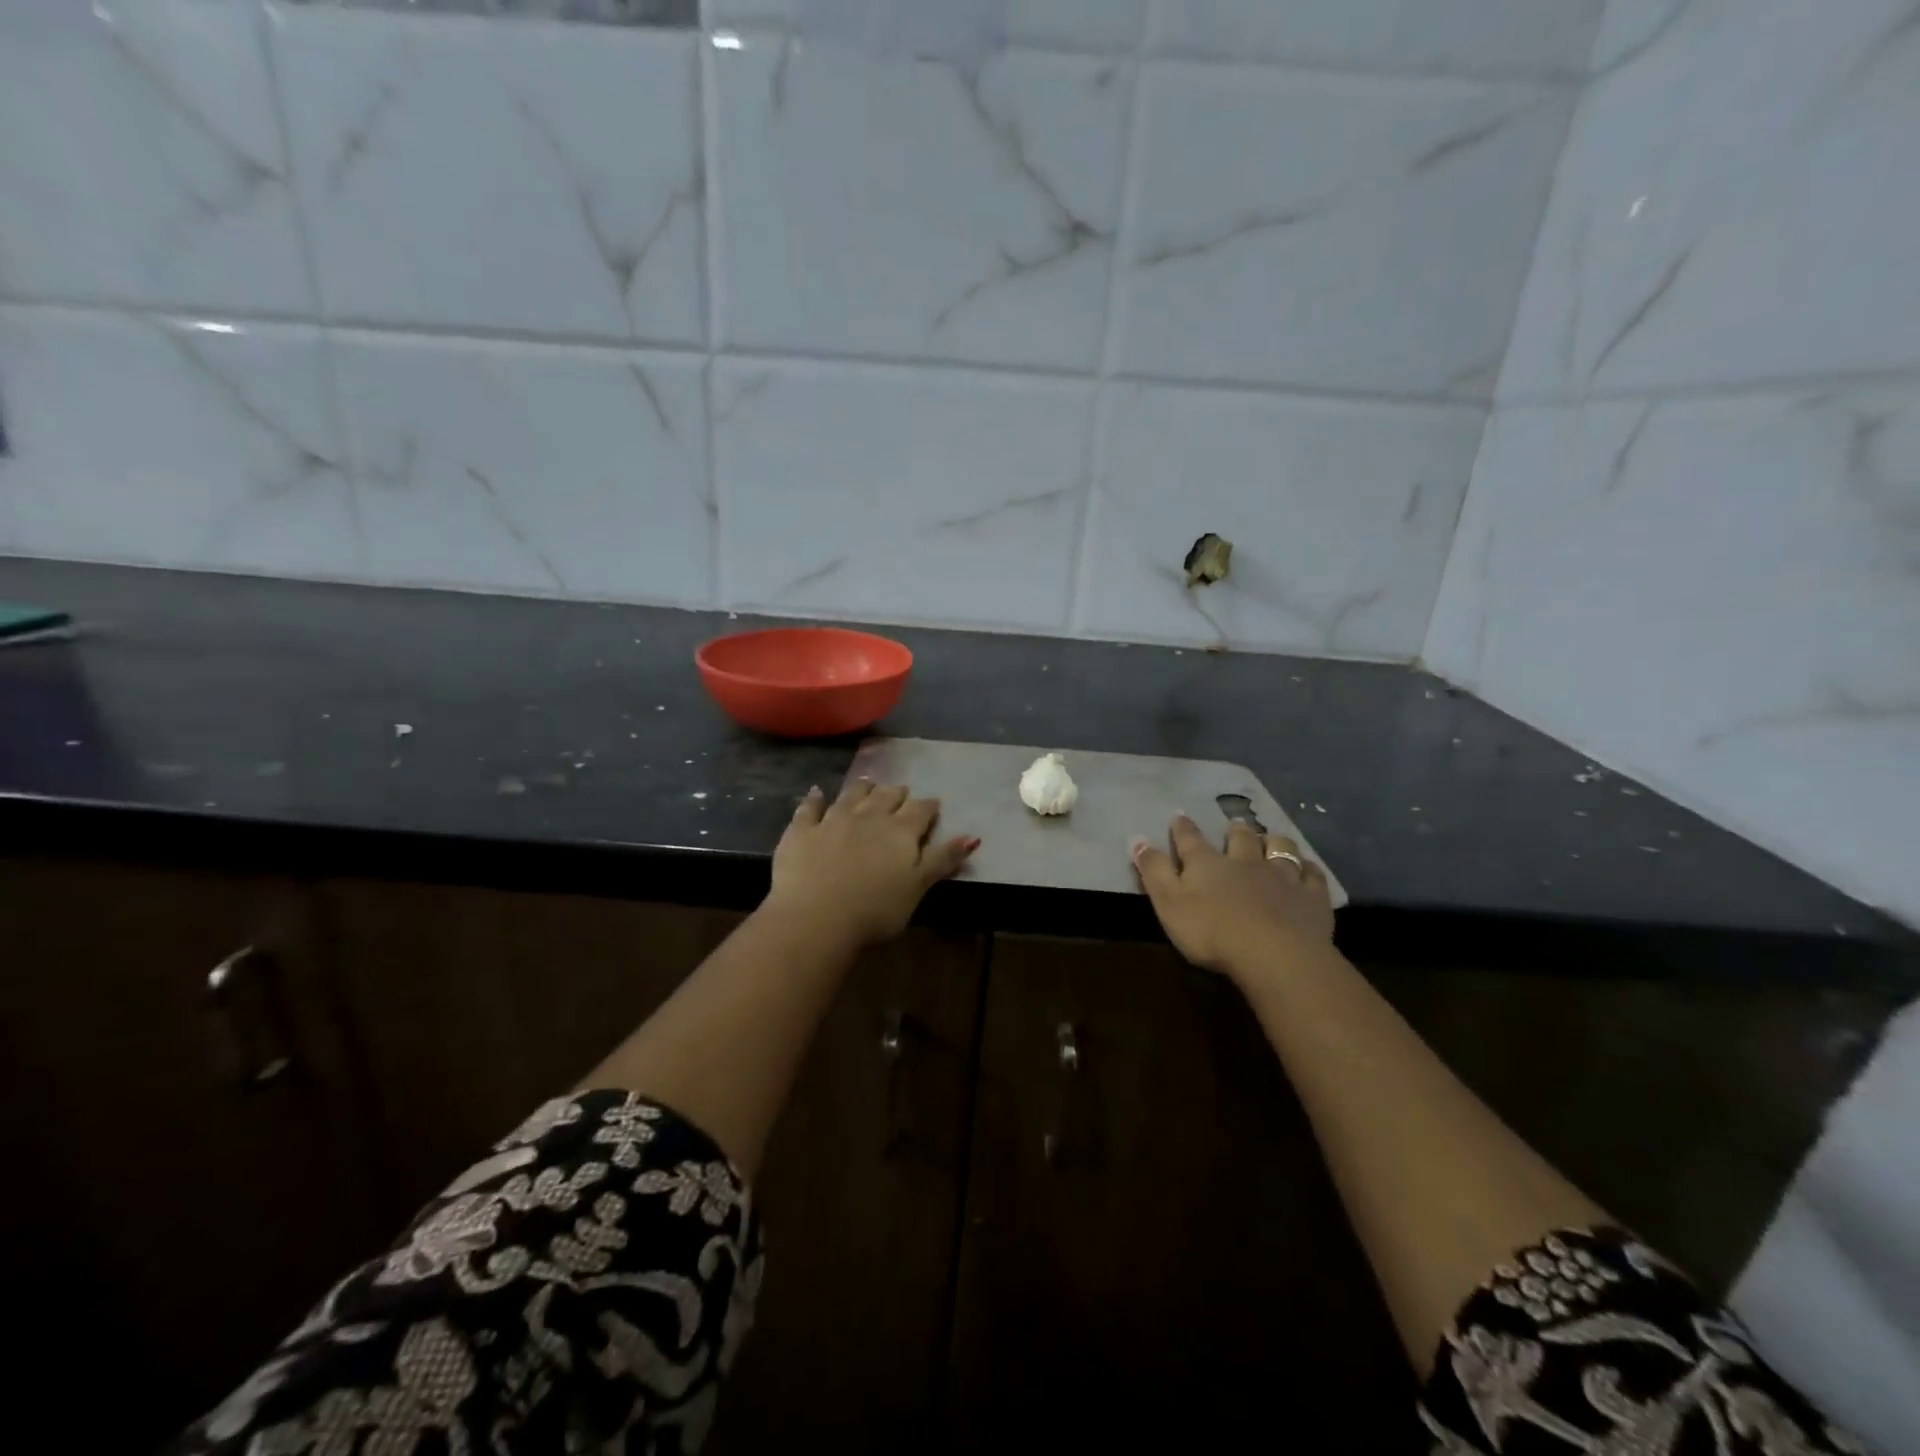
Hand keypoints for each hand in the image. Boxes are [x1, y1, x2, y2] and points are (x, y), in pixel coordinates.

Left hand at [766, 779, 978, 946]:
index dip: (928, 807)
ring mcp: (832, 820)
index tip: (934, 804)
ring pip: (851, 796)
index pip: (920, 811)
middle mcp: (868, 817)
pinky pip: (809, 808)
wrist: (816, 917)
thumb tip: (973, 836)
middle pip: (886, 797)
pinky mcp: (801, 831)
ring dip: (862, 788)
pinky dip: (814, 798)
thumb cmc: (876, 909)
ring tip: (868, 782)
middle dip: (896, 793)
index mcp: (900, 831)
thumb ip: (943, 859)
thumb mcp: (918, 887)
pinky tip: (816, 792)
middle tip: (901, 791)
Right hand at [1131, 817, 1333, 977]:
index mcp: (1207, 864)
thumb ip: (1153, 871)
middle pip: (1240, 838)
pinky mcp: (1311, 897)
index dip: (1182, 828)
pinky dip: (1308, 869)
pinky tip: (1307, 870)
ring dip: (1274, 841)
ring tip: (1271, 839)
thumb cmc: (1211, 931)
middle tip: (1235, 825)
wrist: (1273, 953)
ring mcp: (1282, 876)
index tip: (1179, 816)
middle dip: (1235, 830)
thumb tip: (1136, 838)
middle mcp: (1244, 861)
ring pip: (1280, 848)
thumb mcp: (1168, 903)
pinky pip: (1312, 875)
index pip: (1190, 839)